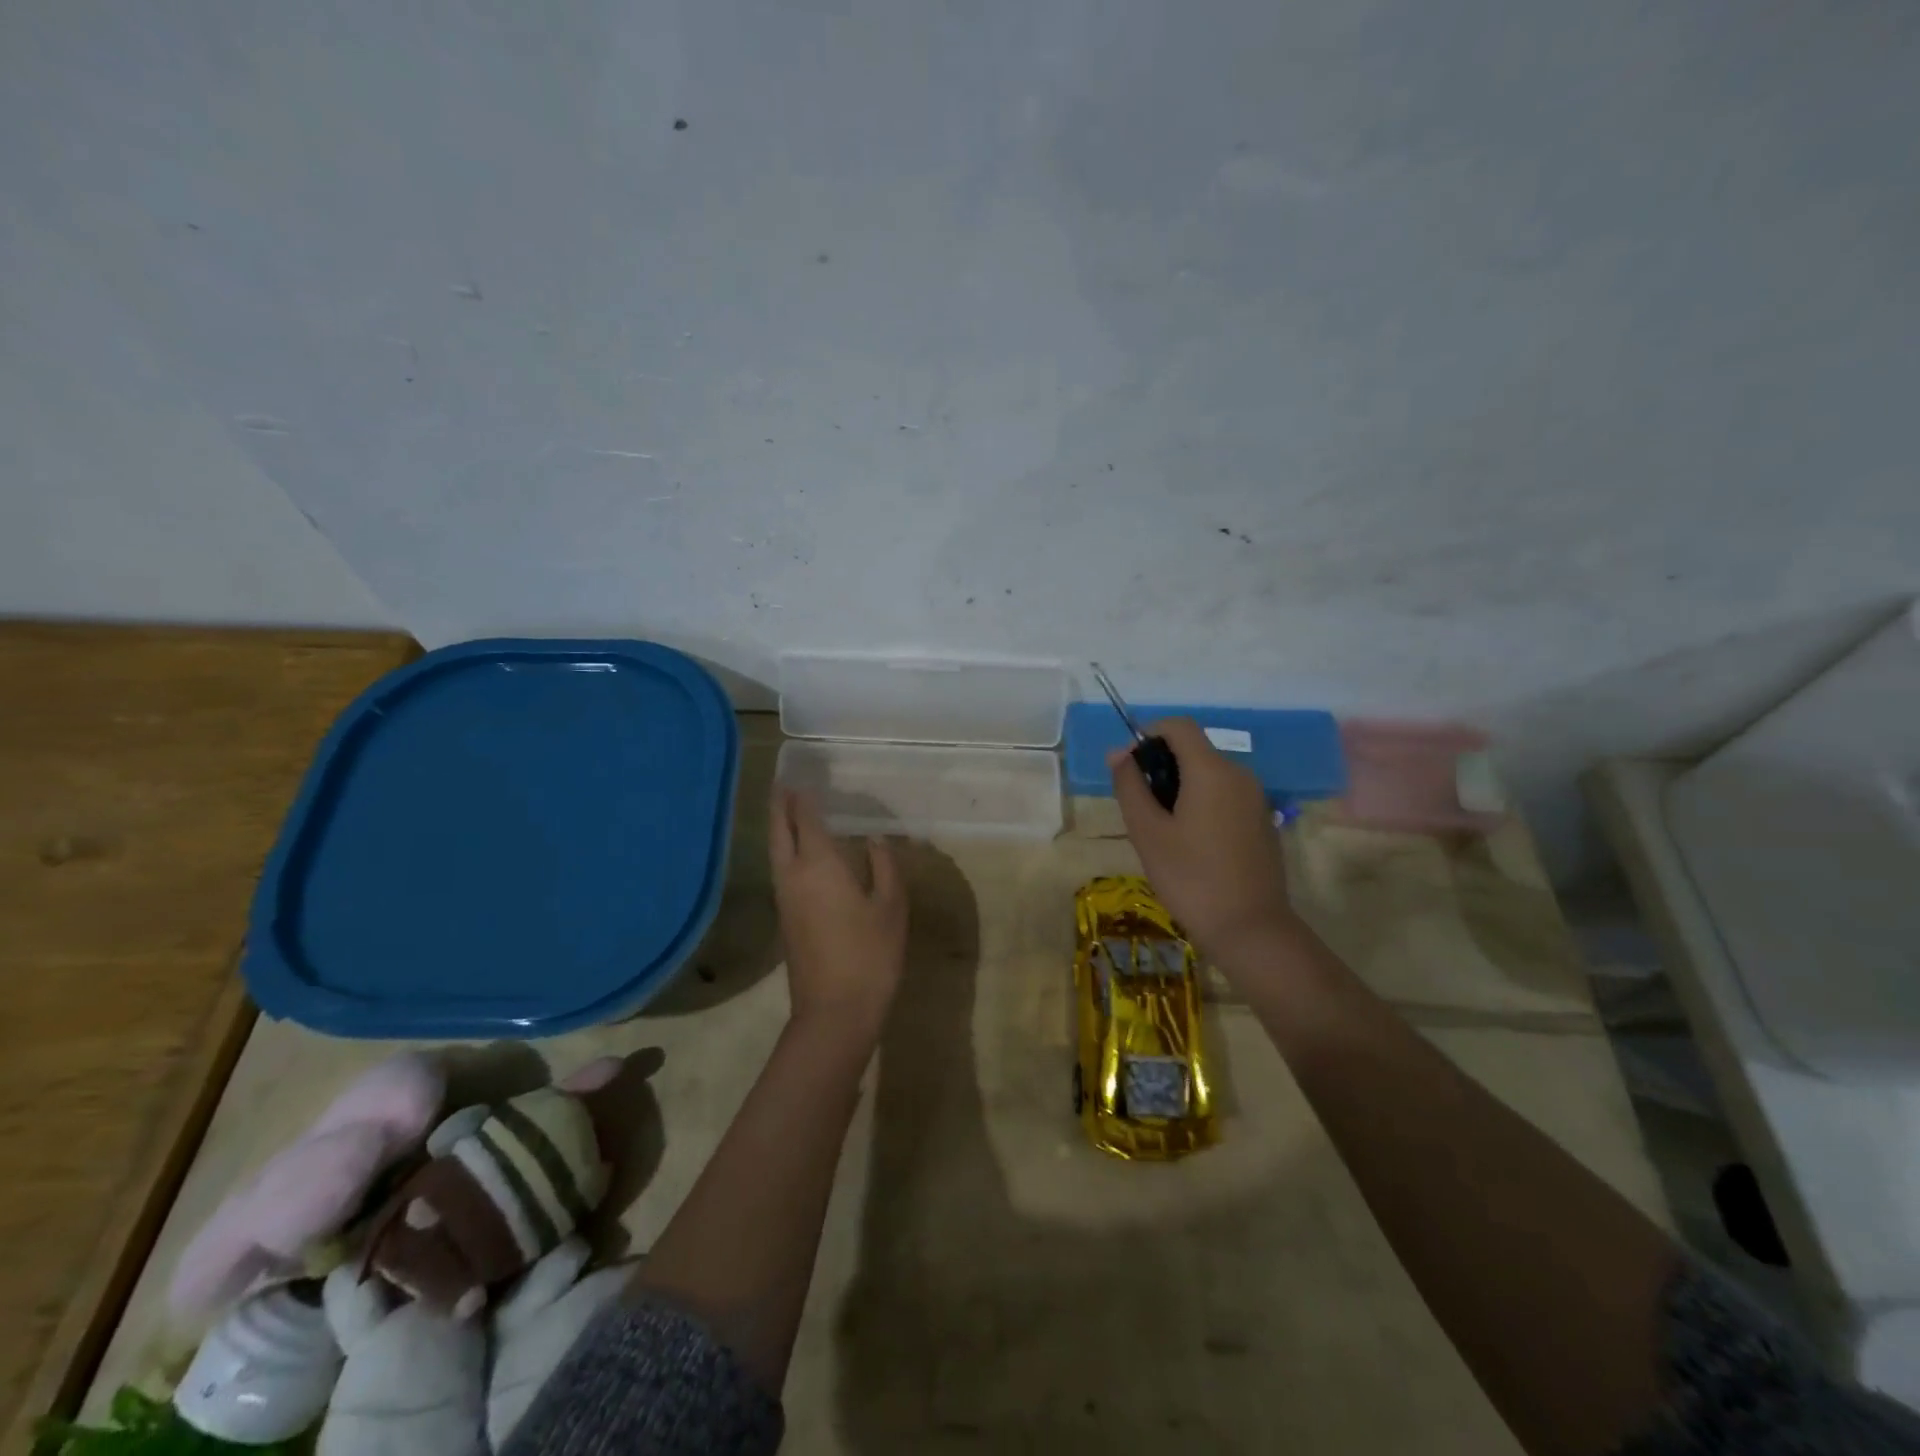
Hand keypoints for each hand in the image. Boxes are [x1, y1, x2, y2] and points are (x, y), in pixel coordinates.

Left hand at [768, 785, 907, 1040]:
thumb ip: (884, 866)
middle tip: (782, 783)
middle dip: (779, 805)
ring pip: (775, 851)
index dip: (802, 798)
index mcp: (819, 865)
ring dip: (778, 827)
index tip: (801, 777)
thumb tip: (874, 839)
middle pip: (780, 831)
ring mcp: (785, 898)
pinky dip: (784, 849)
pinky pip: (780, 869)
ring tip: (786, 809)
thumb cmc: (870, 954)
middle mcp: (793, 875)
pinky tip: (798, 852)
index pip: (806, 819)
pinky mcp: (785, 919)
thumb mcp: (891, 907)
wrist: (835, 1012)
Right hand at [1109, 718, 1298, 958]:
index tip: (1130, 768)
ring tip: (1163, 831)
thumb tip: (1119, 753)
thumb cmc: (1190, 878)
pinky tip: (1192, 845)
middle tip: (1141, 809)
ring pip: (1210, 775)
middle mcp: (1239, 775)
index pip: (1178, 726)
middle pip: (1194, 750)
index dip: (1149, 735)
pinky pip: (1226, 796)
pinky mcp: (1263, 821)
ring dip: (1181, 787)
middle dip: (1162, 766)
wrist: (1250, 929)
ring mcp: (1256, 799)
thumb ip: (1130, 786)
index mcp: (1211, 771)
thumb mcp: (1147, 832)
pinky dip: (1203, 804)